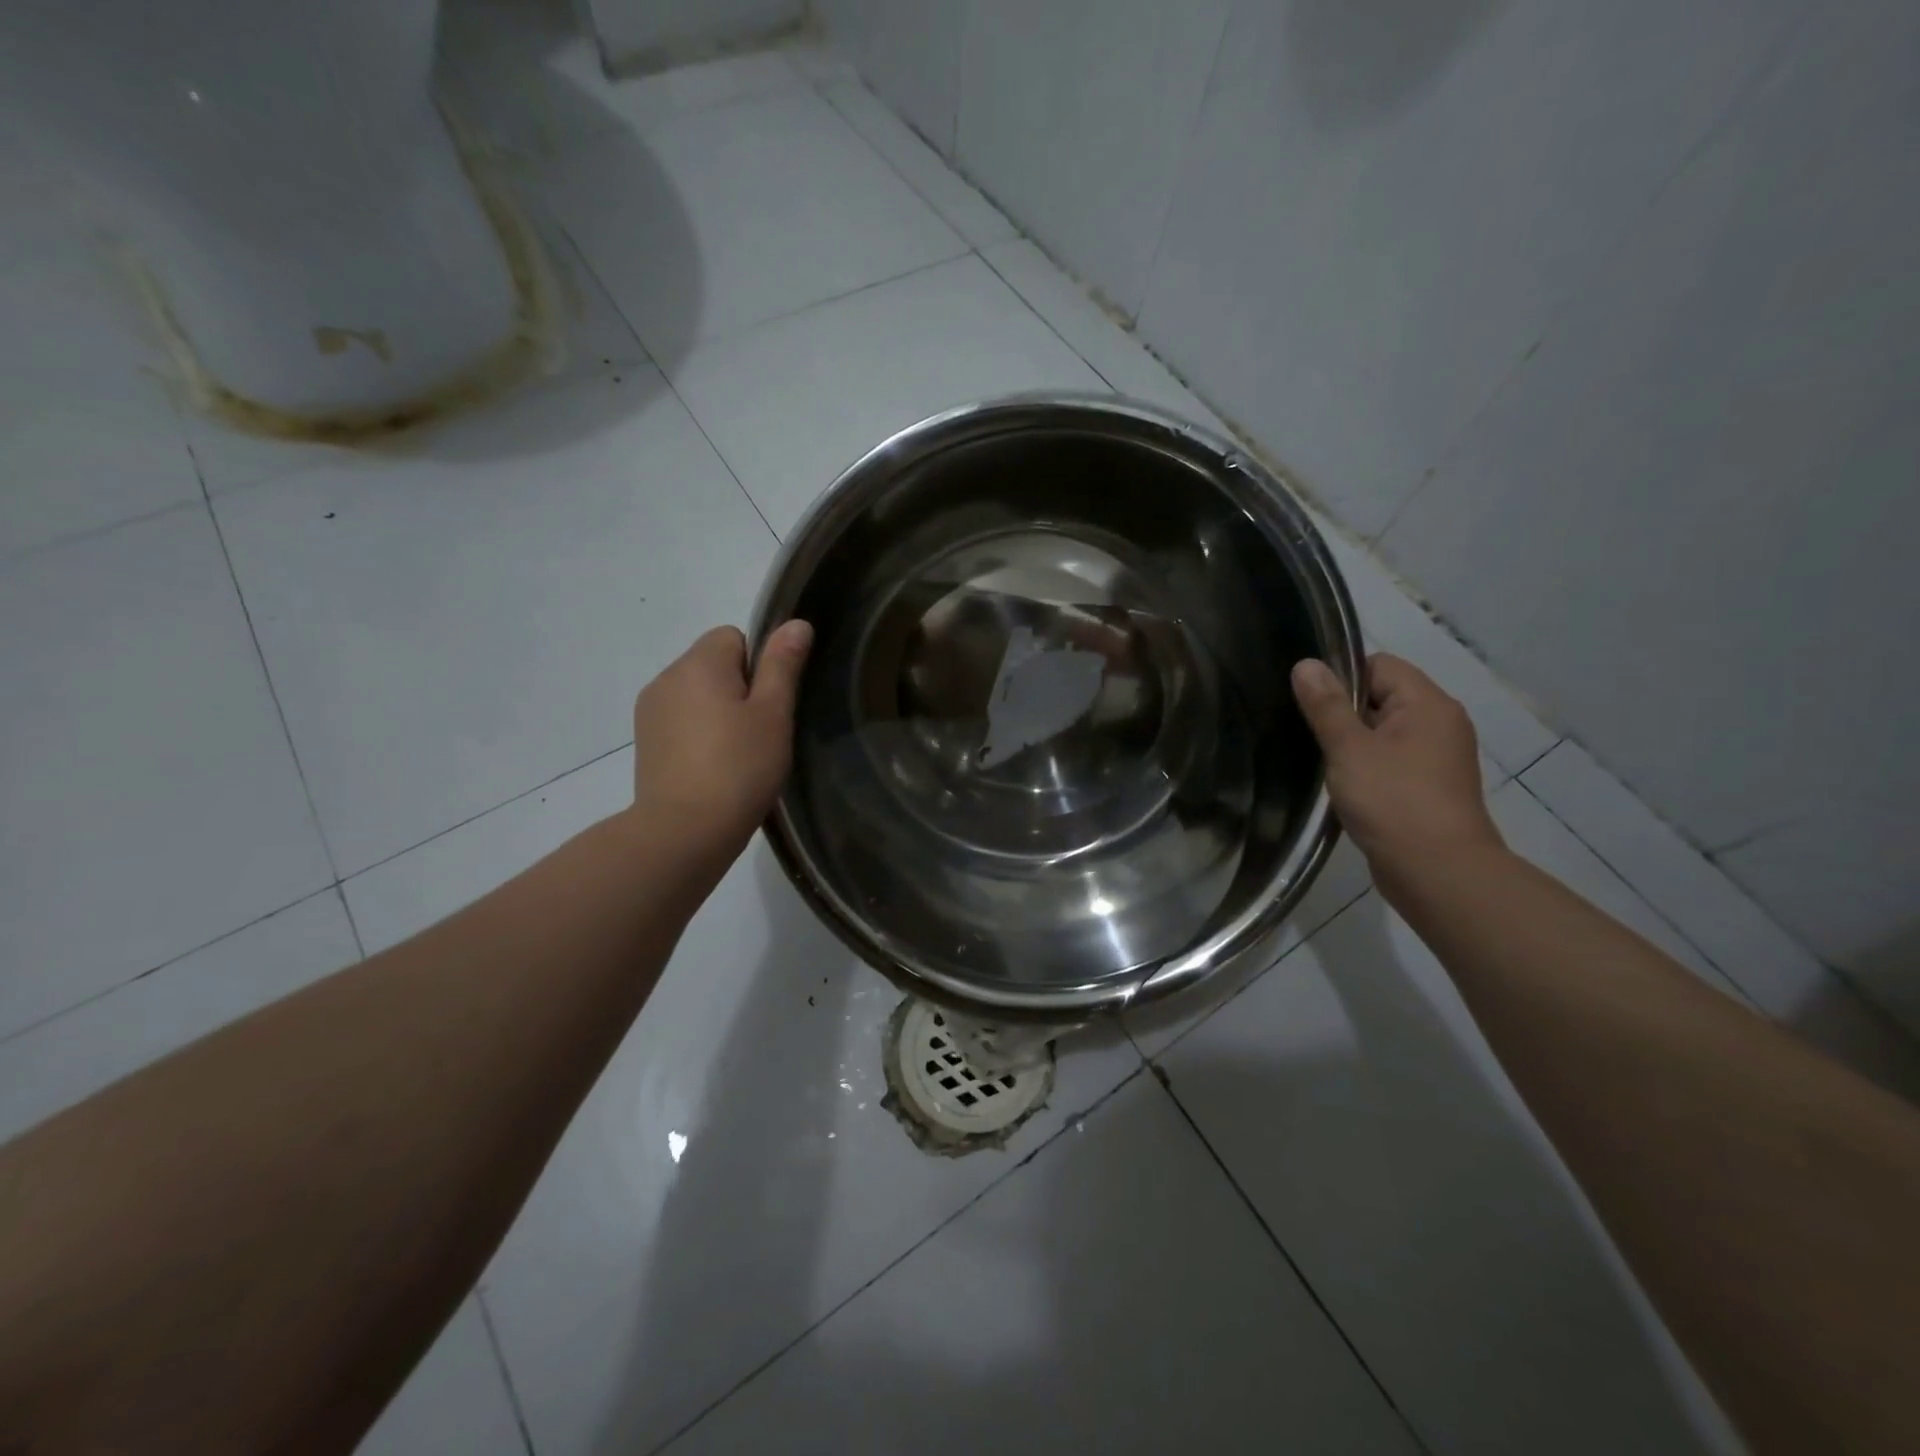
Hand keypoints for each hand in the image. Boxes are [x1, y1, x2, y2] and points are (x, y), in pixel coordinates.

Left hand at [630, 621, 812, 869]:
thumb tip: (796, 623)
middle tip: (759, 733)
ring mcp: (650, 710)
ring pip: (697, 693)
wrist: (683, 831)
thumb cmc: (739, 768)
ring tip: (736, 754)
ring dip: (717, 711)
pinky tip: (712, 767)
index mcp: (699, 663)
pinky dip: (698, 733)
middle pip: (713, 663)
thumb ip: (783, 664)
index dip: (760, 666)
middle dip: (739, 688)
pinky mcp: (645, 741)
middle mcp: (667, 676)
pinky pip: (681, 719)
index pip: (734, 636)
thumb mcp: (773, 713)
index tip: (768, 705)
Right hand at [1291, 652, 1503, 889]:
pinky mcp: (1429, 786)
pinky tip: (1344, 785)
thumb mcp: (1348, 748)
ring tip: (1321, 760)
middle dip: (1342, 711)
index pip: (1378, 664)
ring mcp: (1438, 756)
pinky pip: (1391, 759)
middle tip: (1307, 732)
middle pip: (1381, 696)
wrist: (1437, 872)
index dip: (1340, 676)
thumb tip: (1306, 664)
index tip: (1308, 702)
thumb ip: (1325, 705)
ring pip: (1383, 731)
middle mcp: (1440, 722)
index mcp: (1427, 703)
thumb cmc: (1392, 801)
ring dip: (1352, 742)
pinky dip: (1367, 765)